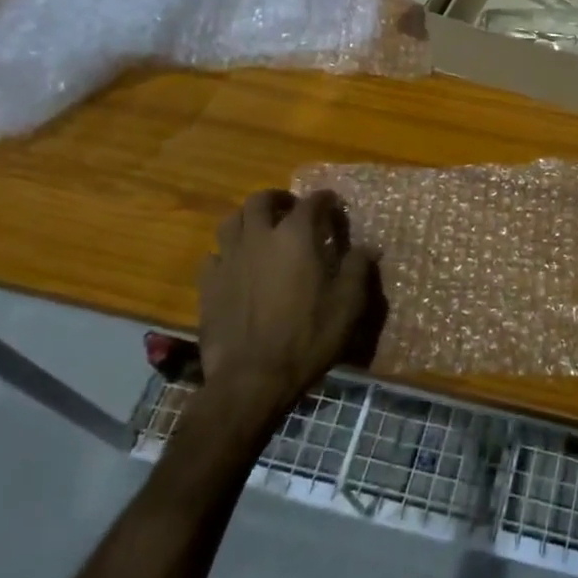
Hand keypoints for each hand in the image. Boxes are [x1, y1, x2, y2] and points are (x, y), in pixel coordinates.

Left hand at [199, 190, 372, 404]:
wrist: (251, 378)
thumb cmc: (307, 336)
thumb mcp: (348, 304)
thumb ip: (358, 269)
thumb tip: (369, 248)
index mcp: (296, 236)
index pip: (312, 202)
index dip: (325, 200)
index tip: (334, 205)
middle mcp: (260, 237)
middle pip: (262, 200)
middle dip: (278, 199)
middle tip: (290, 209)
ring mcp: (229, 259)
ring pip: (232, 221)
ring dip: (248, 219)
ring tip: (260, 230)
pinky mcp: (208, 284)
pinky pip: (214, 255)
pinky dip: (227, 253)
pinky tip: (236, 266)